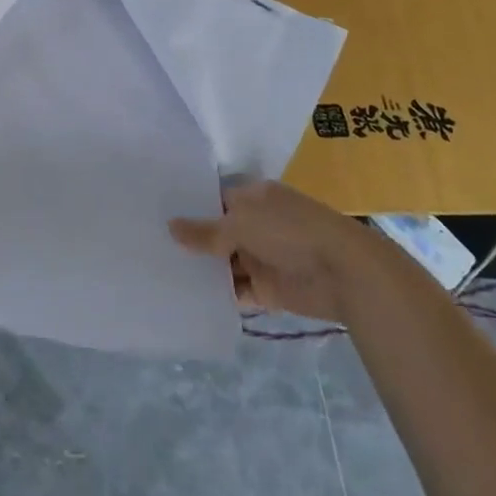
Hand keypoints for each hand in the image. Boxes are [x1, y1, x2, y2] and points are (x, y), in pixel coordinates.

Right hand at [171, 180, 367, 321]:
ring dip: (204, 269)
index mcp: (254, 198)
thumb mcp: (240, 224)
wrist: (343, 272)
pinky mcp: (269, 289)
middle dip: (192, 241)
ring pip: (225, 263)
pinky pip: (237, 290)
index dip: (190, 208)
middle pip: (218, 233)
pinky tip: (189, 297)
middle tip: (153, 247)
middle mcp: (258, 225)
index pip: (215, 200)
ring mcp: (263, 257)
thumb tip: (170, 226)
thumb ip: (205, 231)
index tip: (157, 215)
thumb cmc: (290, 232)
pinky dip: (219, 294)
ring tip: (162, 274)